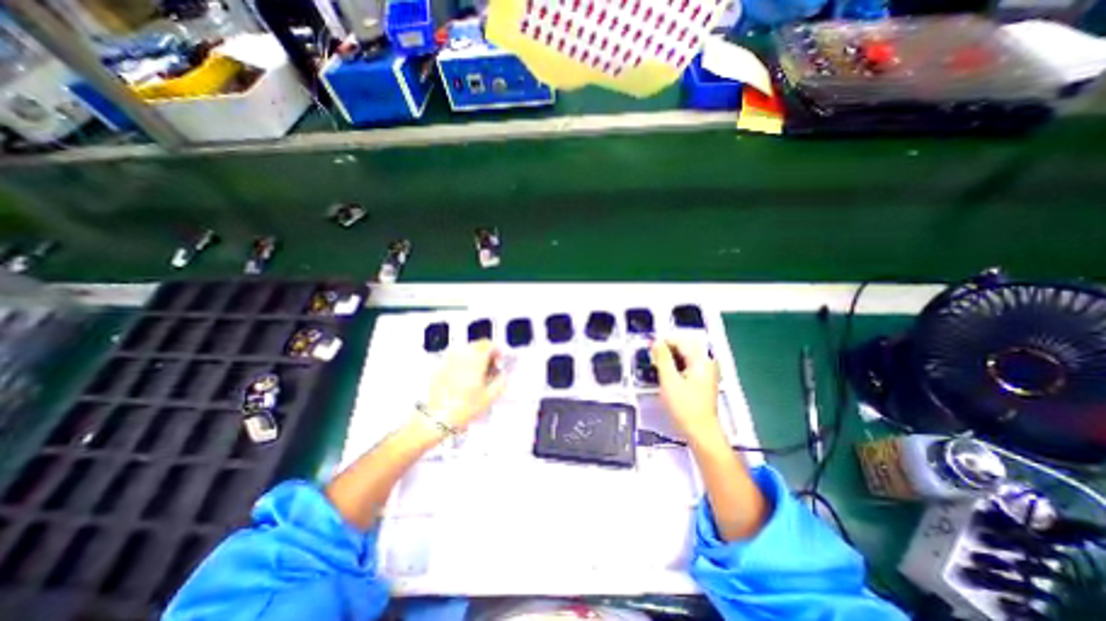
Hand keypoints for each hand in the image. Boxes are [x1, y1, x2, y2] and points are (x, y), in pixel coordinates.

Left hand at [425, 338, 505, 430]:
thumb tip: (502, 374)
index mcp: (476, 358)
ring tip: (476, 373)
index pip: (489, 344)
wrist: (437, 417)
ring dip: (474, 357)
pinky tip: (463, 378)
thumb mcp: (490, 396)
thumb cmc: (465, 407)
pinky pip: (454, 358)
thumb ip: (501, 381)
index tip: (499, 361)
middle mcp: (462, 354)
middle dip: (486, 353)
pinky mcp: (439, 366)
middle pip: (477, 345)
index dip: (497, 351)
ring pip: (465, 350)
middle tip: (489, 368)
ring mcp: (449, 359)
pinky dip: (462, 363)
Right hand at [650, 336, 726, 443]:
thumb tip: (656, 341)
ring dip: (671, 360)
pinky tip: (668, 378)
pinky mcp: (703, 382)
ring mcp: (707, 373)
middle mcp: (706, 363)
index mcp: (700, 360)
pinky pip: (688, 366)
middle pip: (684, 348)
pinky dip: (677, 368)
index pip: (680, 341)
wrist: (701, 432)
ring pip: (685, 357)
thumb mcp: (669, 380)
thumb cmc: (684, 406)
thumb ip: (662, 358)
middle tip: (653, 361)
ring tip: (658, 370)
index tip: (649, 350)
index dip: (663, 343)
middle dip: (667, 351)